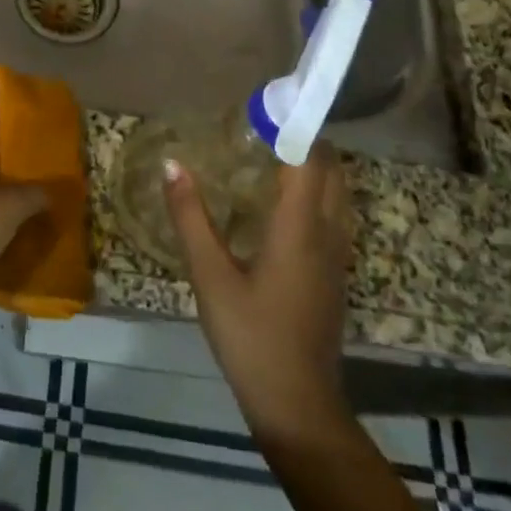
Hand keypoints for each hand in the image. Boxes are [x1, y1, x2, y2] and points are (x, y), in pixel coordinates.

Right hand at [165, 148, 352, 438]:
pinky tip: (283, 203)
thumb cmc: (251, 337)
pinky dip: (315, 193)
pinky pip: (333, 216)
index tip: (264, 105)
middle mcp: (327, 234)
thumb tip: (172, 164)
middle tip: (265, 127)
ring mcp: (336, 257)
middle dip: (306, 141)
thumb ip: (190, 217)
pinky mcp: (333, 275)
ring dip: (315, 167)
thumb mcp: (210, 276)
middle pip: (332, 171)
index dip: (293, 127)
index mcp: (299, 228)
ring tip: (273, 154)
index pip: (308, 160)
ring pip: (337, 194)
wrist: (298, 405)